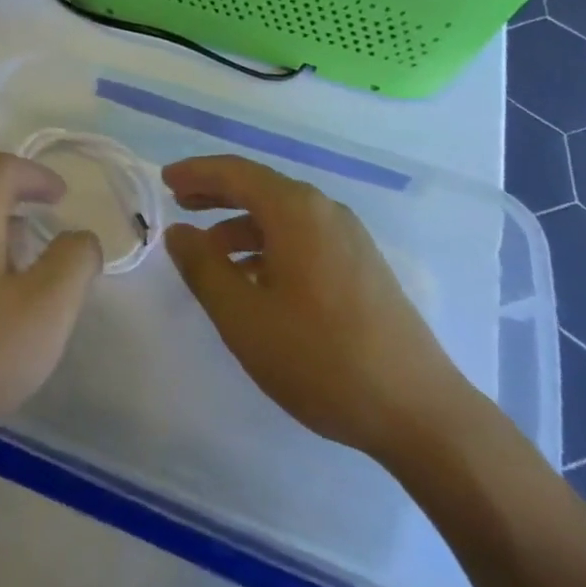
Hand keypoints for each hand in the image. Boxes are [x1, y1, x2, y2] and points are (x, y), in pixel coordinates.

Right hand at [163, 156, 471, 464]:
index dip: (196, 173)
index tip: (165, 181)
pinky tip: (254, 280)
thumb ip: (203, 268)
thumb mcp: (243, 317)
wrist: (421, 414)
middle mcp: (325, 212)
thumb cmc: (321, 358)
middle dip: (216, 193)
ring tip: (210, 253)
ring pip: (282, 216)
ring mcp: (350, 240)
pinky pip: (303, 238)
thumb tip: (179, 233)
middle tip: (180, 203)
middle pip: (259, 188)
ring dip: (240, 225)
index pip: (235, 172)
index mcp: (296, 211)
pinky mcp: (363, 268)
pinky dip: (269, 245)